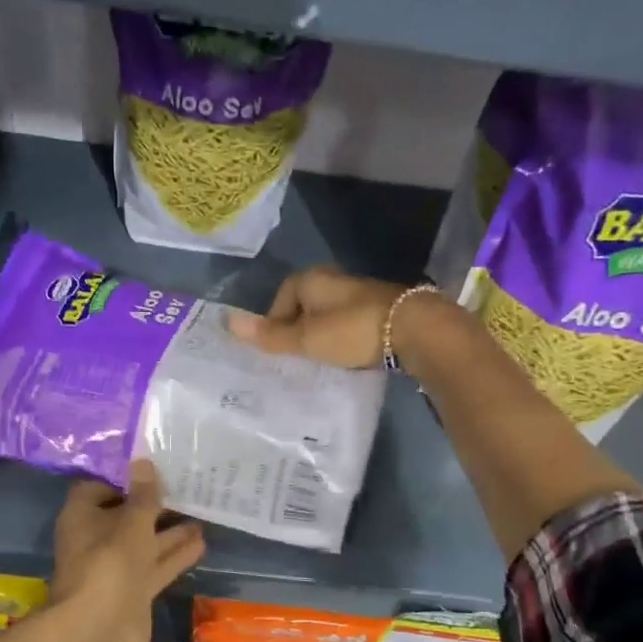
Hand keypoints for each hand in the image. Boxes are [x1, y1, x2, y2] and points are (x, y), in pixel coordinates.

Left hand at [49, 461, 205, 641]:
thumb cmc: (109, 565)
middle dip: (153, 504)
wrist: (98, 633)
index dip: (123, 479)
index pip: (98, 488)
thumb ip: (143, 496)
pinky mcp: (134, 591)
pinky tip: (202, 542)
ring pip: (145, 542)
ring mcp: (116, 568)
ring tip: (202, 511)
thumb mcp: (131, 523)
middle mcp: (97, 540)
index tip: (152, 467)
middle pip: (126, 515)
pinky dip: (176, 555)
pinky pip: (157, 566)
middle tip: (186, 485)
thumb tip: (143, 460)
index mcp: (82, 517)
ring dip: (170, 530)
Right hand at [228, 265, 445, 369]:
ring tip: (318, 362)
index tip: (276, 348)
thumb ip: (270, 335)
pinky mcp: (381, 310)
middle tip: (294, 358)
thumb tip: (227, 322)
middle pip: (306, 305)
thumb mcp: (306, 338)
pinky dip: (344, 339)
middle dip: (298, 329)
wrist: (415, 329)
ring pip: (329, 316)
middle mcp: (335, 280)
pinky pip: (350, 324)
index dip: (275, 321)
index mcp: (313, 279)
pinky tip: (346, 358)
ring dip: (322, 335)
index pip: (282, 296)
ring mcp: (361, 294)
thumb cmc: (351, 330)